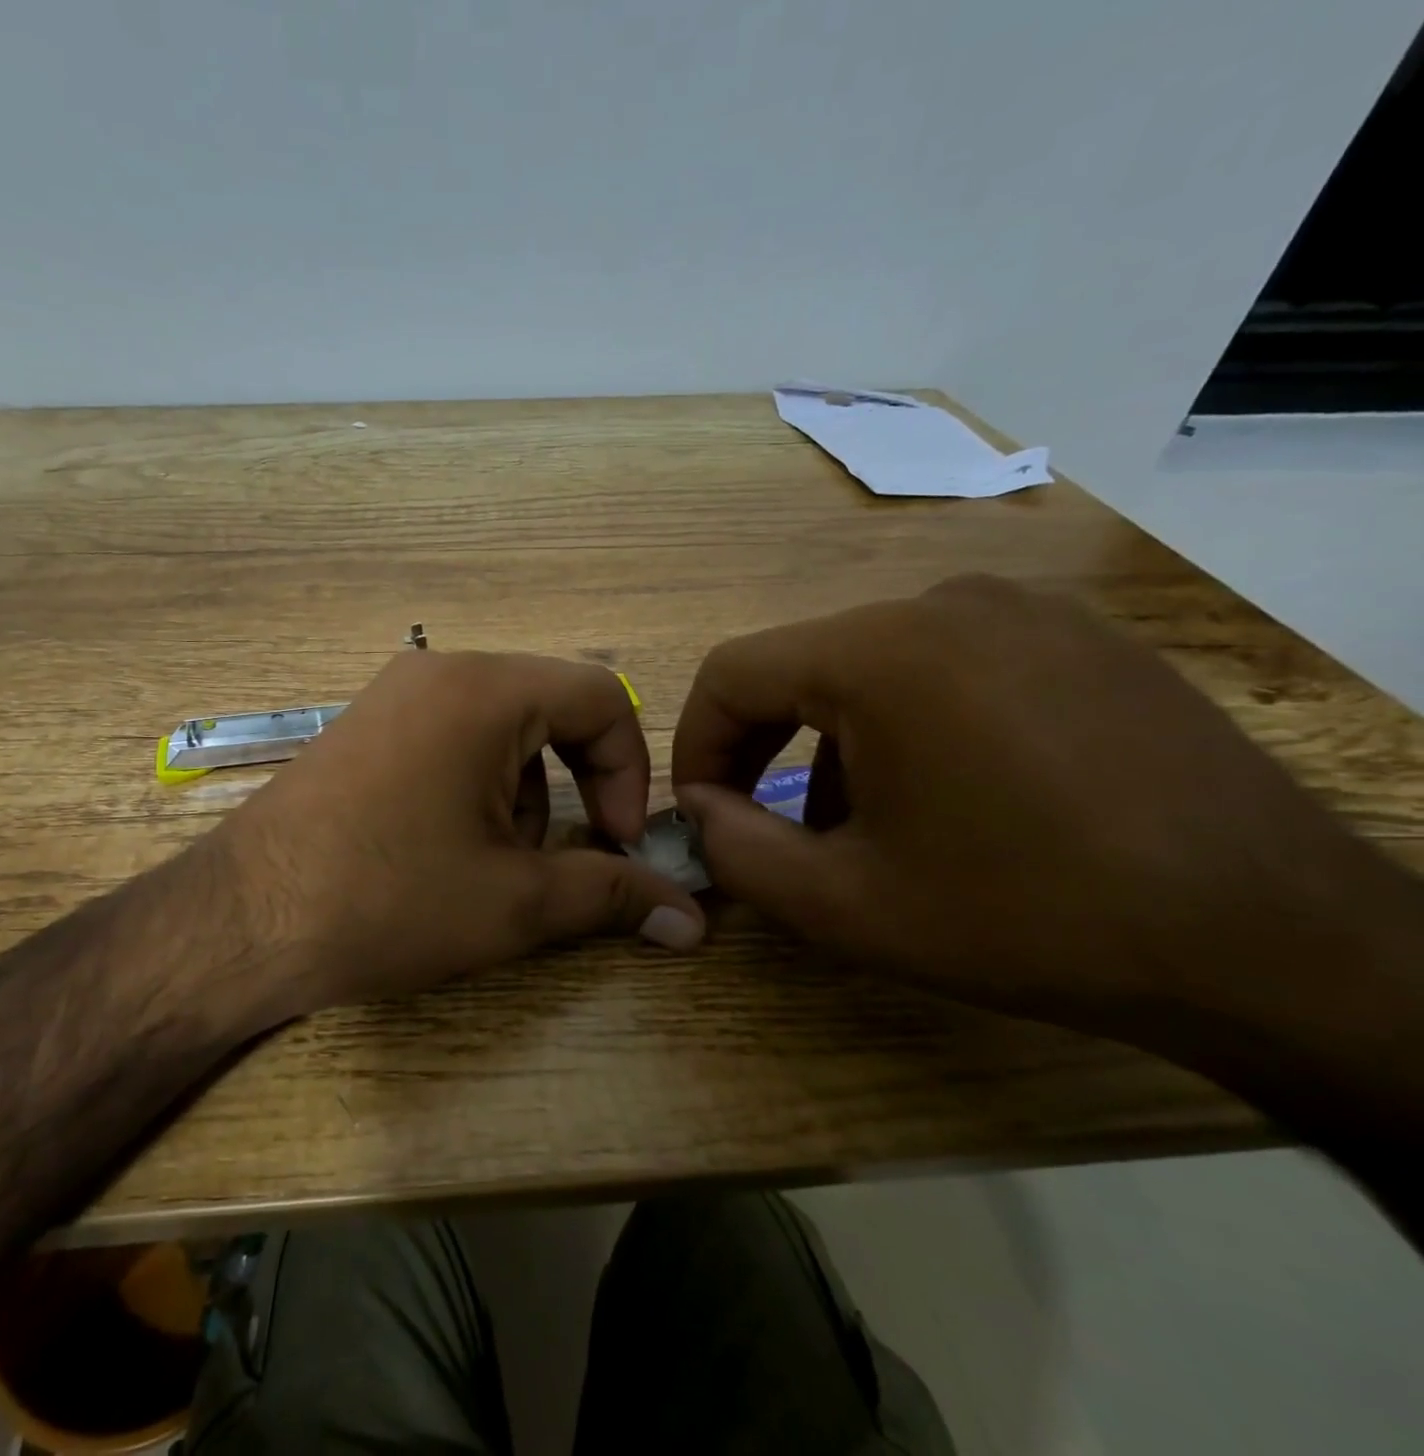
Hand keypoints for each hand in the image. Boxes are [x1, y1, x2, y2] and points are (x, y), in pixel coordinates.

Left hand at [208, 650, 705, 1025]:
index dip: (630, 770)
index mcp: (483, 689)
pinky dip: (475, 785)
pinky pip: (451, 736)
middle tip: (558, 858)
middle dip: (574, 786)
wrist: (242, 922)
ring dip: (523, 793)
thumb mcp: (514, 902)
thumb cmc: (388, 900)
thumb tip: (692, 920)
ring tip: (490, 863)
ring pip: (501, 727)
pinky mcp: (364, 726)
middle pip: (549, 709)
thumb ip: (613, 895)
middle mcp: (438, 670)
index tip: (619, 841)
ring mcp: (393, 694)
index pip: (601, 697)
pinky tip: (443, 847)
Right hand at [669, 574, 1416, 1041]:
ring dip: (831, 743)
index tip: (701, 811)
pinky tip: (939, 797)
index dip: (696, 743)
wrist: (1277, 943)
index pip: (732, 672)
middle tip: (758, 822)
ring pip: (868, 668)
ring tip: (856, 826)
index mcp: (882, 654)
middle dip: (760, 747)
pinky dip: (903, 726)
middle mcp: (945, 604)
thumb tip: (697, 809)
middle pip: (800, 665)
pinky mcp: (1076, 638)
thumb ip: (735, 852)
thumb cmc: (1030, 917)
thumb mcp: (845, 905)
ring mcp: (1023, 612)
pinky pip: (943, 668)